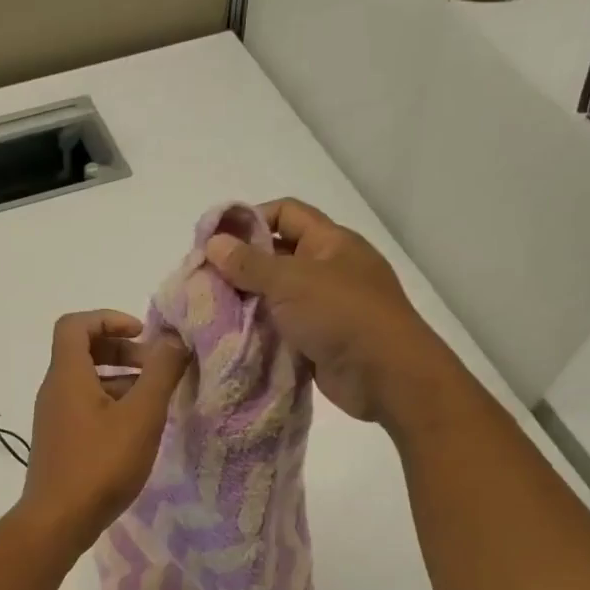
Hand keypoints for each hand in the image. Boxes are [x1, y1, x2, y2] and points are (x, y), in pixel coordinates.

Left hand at [21, 311, 190, 546]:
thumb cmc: (100, 464)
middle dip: (122, 351)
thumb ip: (160, 373)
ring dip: (121, 380)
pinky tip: (137, 429)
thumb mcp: (141, 416)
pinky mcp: (59, 442)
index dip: (108, 319)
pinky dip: (111, 404)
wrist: (57, 521)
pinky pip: (85, 407)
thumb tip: (173, 340)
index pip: (75, 324)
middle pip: (82, 351)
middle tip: (156, 368)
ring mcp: (54, 418)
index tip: (142, 334)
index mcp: (67, 375)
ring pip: (86, 382)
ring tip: (154, 400)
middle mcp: (54, 390)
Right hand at [205, 199, 439, 423]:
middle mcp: (329, 269)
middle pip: (278, 256)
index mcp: (330, 242)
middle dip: (241, 266)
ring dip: (248, 302)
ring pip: (277, 296)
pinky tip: (232, 337)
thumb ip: (249, 264)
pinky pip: (283, 328)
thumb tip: (213, 243)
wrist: (385, 376)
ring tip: (210, 310)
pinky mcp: (319, 340)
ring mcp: (325, 307)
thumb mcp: (291, 282)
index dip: (250, 220)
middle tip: (204, 280)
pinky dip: (260, 331)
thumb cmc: (341, 315)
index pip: (286, 213)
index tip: (215, 241)